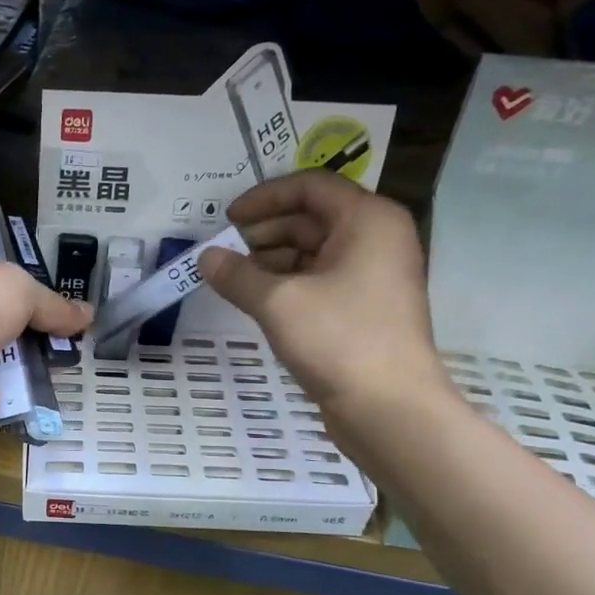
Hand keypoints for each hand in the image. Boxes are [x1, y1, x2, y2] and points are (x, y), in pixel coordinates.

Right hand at [198, 172, 454, 443]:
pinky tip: (259, 301)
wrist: (388, 407)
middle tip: (225, 252)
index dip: (264, 197)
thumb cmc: (339, 340)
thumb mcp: (278, 302)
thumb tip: (205, 257)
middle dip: (265, 231)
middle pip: (313, 218)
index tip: (226, 219)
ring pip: (315, 252)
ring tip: (235, 279)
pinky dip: (289, 284)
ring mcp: (375, 275)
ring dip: (272, 260)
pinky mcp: (366, 309)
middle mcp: (377, 239)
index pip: (311, 186)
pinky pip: (321, 280)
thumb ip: (237, 275)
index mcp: (368, 220)